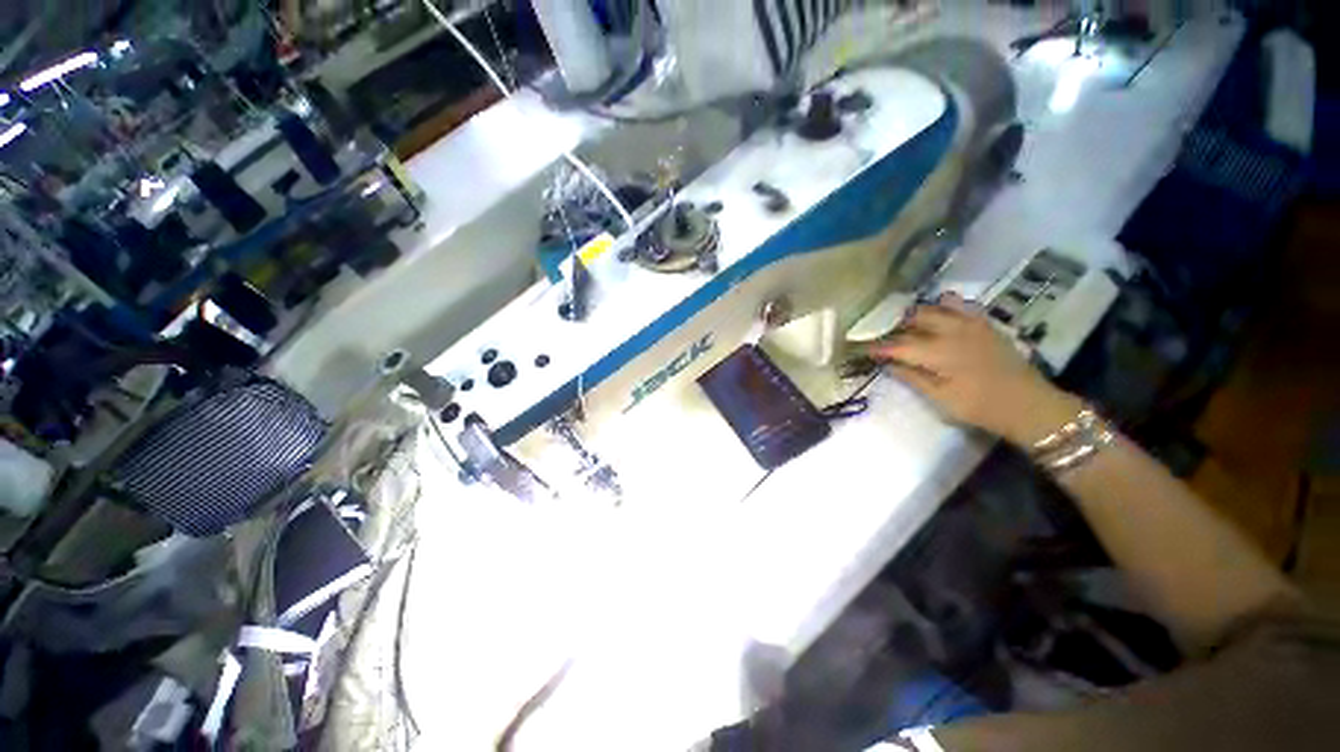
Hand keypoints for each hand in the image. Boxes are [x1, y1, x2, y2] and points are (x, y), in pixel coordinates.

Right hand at [864, 294, 1081, 446]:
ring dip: (918, 315)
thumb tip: (888, 364)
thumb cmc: (979, 406)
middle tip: (888, 340)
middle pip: (914, 319)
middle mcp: (952, 331)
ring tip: (909, 327)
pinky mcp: (985, 324)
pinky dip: (944, 306)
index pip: (899, 345)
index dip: (879, 347)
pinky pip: (960, 305)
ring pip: (935, 307)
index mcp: (938, 353)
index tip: (865, 350)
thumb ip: (912, 377)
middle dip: (897, 328)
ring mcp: (971, 324)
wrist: (1028, 404)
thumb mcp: (940, 398)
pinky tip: (939, 314)